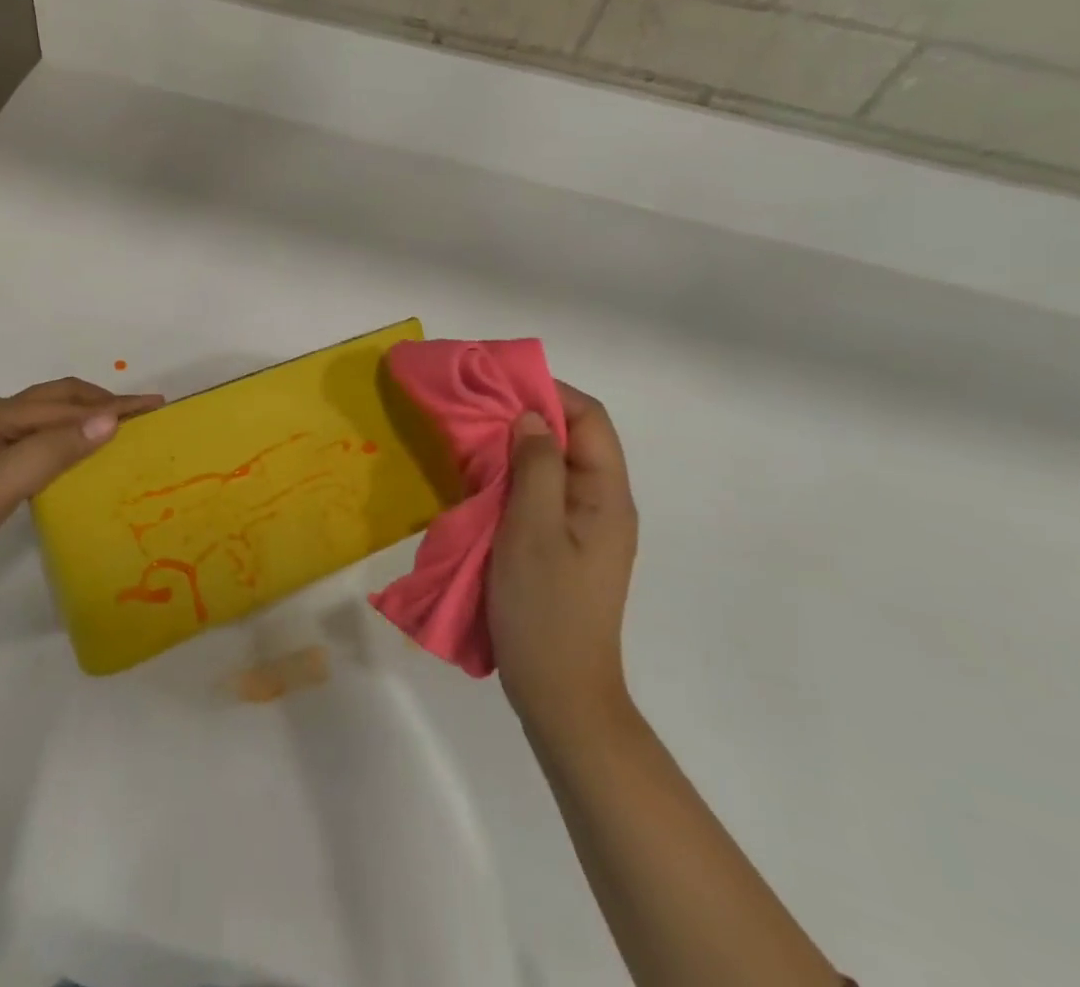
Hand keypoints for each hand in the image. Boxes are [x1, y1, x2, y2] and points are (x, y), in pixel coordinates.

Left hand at [0, 377, 161, 596]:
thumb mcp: (6, 479)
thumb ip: (57, 448)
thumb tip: (110, 420)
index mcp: (2, 414)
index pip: (70, 405)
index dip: (114, 405)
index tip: (155, 406)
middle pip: (61, 400)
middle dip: (103, 402)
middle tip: (143, 413)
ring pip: (52, 419)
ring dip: (88, 418)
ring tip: (122, 429)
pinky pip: (44, 441)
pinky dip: (72, 440)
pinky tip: (83, 456)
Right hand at [488, 381, 638, 739]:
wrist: (560, 694)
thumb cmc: (546, 609)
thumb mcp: (532, 530)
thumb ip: (534, 467)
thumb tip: (529, 417)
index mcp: (607, 496)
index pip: (590, 419)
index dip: (549, 393)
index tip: (500, 387)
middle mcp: (603, 505)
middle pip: (574, 438)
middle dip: (528, 417)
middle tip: (477, 412)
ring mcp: (585, 528)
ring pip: (554, 466)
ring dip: (516, 449)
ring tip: (472, 443)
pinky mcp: (564, 547)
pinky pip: (542, 494)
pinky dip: (513, 478)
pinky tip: (481, 484)